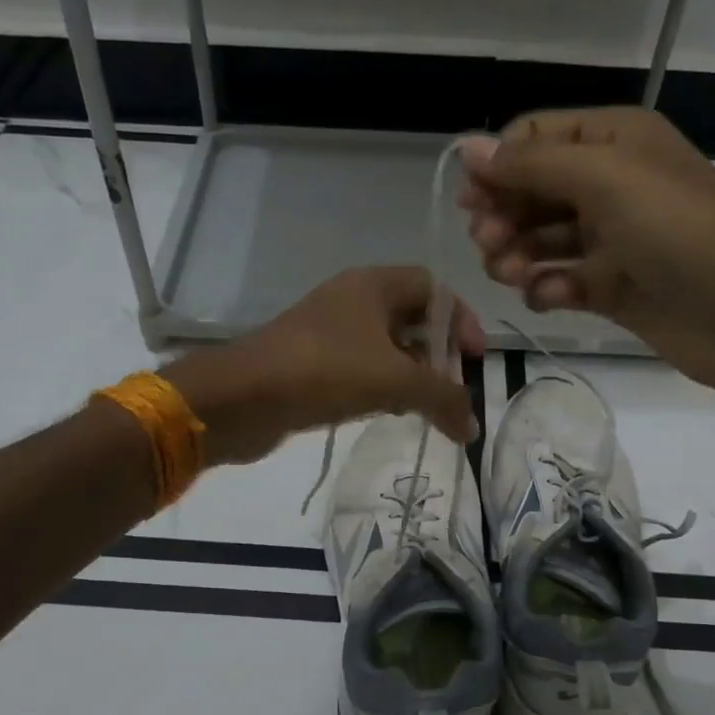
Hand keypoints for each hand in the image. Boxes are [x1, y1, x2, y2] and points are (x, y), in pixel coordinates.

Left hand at [162, 266, 485, 465]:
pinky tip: (387, 413)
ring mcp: (328, 332)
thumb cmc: (325, 371)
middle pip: (411, 318)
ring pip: (385, 347)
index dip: (461, 319)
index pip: (433, 288)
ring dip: (410, 374)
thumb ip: (443, 399)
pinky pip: (359, 368)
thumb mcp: (395, 381)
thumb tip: (473, 429)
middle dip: (436, 353)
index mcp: (373, 285)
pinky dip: (380, 387)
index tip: (473, 358)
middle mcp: (351, 300)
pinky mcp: (311, 363)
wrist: (241, 398)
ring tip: (424, 407)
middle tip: (450, 390)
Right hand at [458, 107, 714, 390]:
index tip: (471, 201)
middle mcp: (609, 183)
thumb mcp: (603, 178)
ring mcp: (611, 238)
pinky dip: (548, 289)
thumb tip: (467, 148)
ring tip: (513, 275)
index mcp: (612, 140)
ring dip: (517, 256)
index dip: (497, 166)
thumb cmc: (677, 229)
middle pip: (531, 191)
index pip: (535, 138)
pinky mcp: (612, 287)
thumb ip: (531, 164)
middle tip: (489, 245)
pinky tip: (550, 298)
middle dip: (503, 216)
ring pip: (540, 240)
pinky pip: (561, 281)